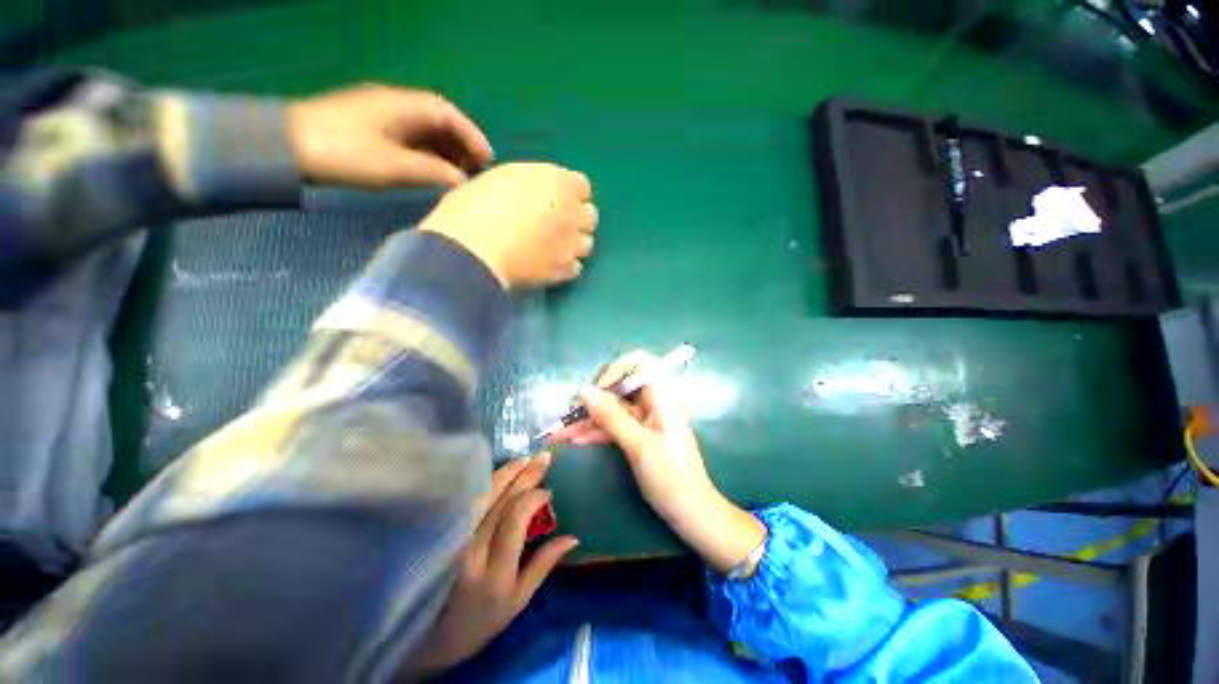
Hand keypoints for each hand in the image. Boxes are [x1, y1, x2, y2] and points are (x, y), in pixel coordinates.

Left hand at [287, 84, 492, 189]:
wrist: (285, 147)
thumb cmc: (343, 153)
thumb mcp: (393, 166)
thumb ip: (433, 171)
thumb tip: (461, 180)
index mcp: (402, 106)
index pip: (448, 113)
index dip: (471, 134)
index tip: (488, 158)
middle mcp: (394, 105)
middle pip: (438, 119)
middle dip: (462, 142)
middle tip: (477, 168)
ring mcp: (380, 115)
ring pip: (424, 129)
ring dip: (446, 148)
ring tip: (459, 172)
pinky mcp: (369, 128)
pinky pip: (410, 137)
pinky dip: (428, 152)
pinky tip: (432, 168)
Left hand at [404, 453, 577, 677]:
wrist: (424, 639)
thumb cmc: (478, 623)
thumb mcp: (518, 602)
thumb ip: (543, 565)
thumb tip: (573, 537)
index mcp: (494, 572)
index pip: (515, 519)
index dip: (534, 497)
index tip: (548, 490)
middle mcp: (470, 551)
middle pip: (499, 500)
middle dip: (524, 475)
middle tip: (542, 457)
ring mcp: (450, 540)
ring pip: (479, 495)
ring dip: (504, 473)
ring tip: (523, 459)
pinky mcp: (437, 534)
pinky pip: (463, 500)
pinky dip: (482, 483)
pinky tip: (496, 473)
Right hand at [419, 162, 597, 288]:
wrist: (474, 251)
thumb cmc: (476, 208)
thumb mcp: (502, 178)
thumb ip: (531, 183)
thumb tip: (538, 193)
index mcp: (557, 182)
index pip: (582, 186)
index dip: (569, 193)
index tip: (555, 199)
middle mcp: (572, 213)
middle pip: (590, 215)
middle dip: (576, 218)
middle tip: (555, 224)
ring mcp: (572, 244)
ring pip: (587, 243)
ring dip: (574, 243)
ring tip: (553, 248)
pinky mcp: (566, 271)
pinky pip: (576, 267)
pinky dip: (566, 266)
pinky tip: (550, 266)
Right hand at [552, 352, 764, 573]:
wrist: (691, 513)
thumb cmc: (670, 477)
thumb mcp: (638, 445)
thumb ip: (611, 416)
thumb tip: (584, 390)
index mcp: (662, 397)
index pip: (640, 363)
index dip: (617, 369)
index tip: (598, 388)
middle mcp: (654, 403)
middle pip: (621, 387)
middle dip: (595, 398)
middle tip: (570, 413)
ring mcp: (646, 420)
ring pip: (614, 409)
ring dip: (590, 419)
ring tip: (561, 432)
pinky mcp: (639, 435)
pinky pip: (616, 426)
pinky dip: (598, 432)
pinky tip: (575, 440)